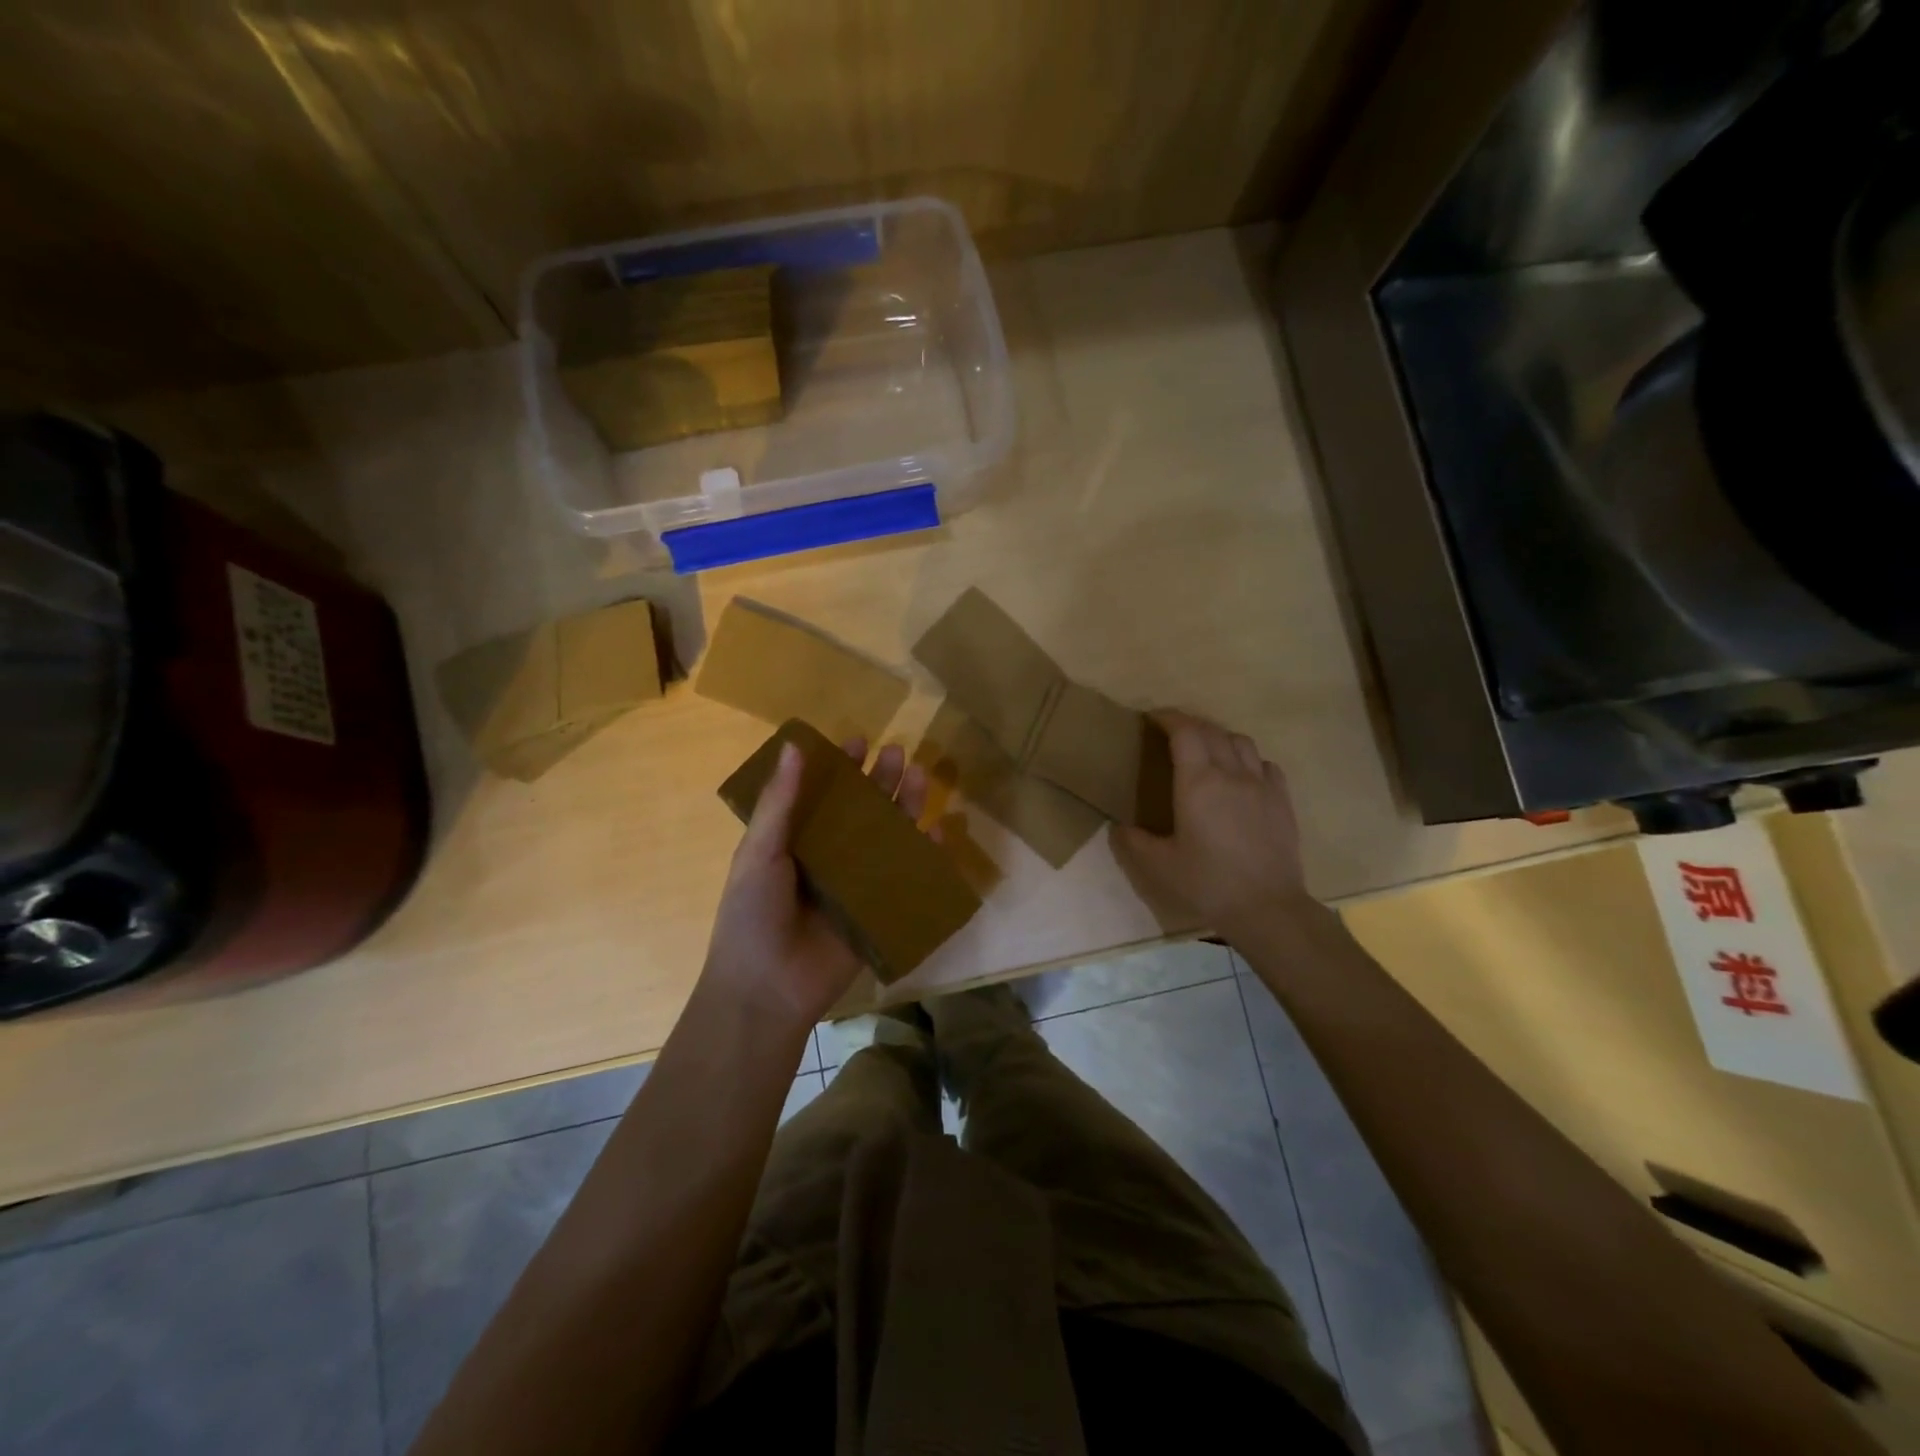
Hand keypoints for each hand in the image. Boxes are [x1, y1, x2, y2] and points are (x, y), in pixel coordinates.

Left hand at [704, 737, 931, 1027]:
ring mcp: (855, 884)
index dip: (839, 767)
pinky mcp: (878, 911)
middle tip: (898, 751)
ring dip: (904, 807)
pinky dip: (924, 855)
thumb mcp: (759, 852)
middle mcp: (827, 857)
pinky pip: (905, 877)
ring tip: (920, 776)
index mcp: (794, 841)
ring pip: (886, 837)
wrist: (767, 990)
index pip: (822, 794)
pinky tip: (938, 830)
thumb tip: (794, 745)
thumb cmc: (752, 915)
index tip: (859, 739)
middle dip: (879, 781)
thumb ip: (780, 802)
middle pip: (860, 811)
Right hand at [1114, 710, 1316, 939]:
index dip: (1168, 718)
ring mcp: (1262, 785)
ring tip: (1207, 751)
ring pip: (1242, 742)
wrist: (1267, 908)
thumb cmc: (1208, 884)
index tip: (1153, 718)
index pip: (1184, 732)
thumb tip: (1118, 827)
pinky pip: (1266, 765)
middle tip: (1172, 733)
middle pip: (1212, 731)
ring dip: (1220, 737)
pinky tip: (1242, 776)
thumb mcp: (1159, 866)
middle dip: (1190, 724)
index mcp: (1198, 783)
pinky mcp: (1283, 801)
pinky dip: (1249, 760)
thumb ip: (1134, 842)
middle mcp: (1231, 774)